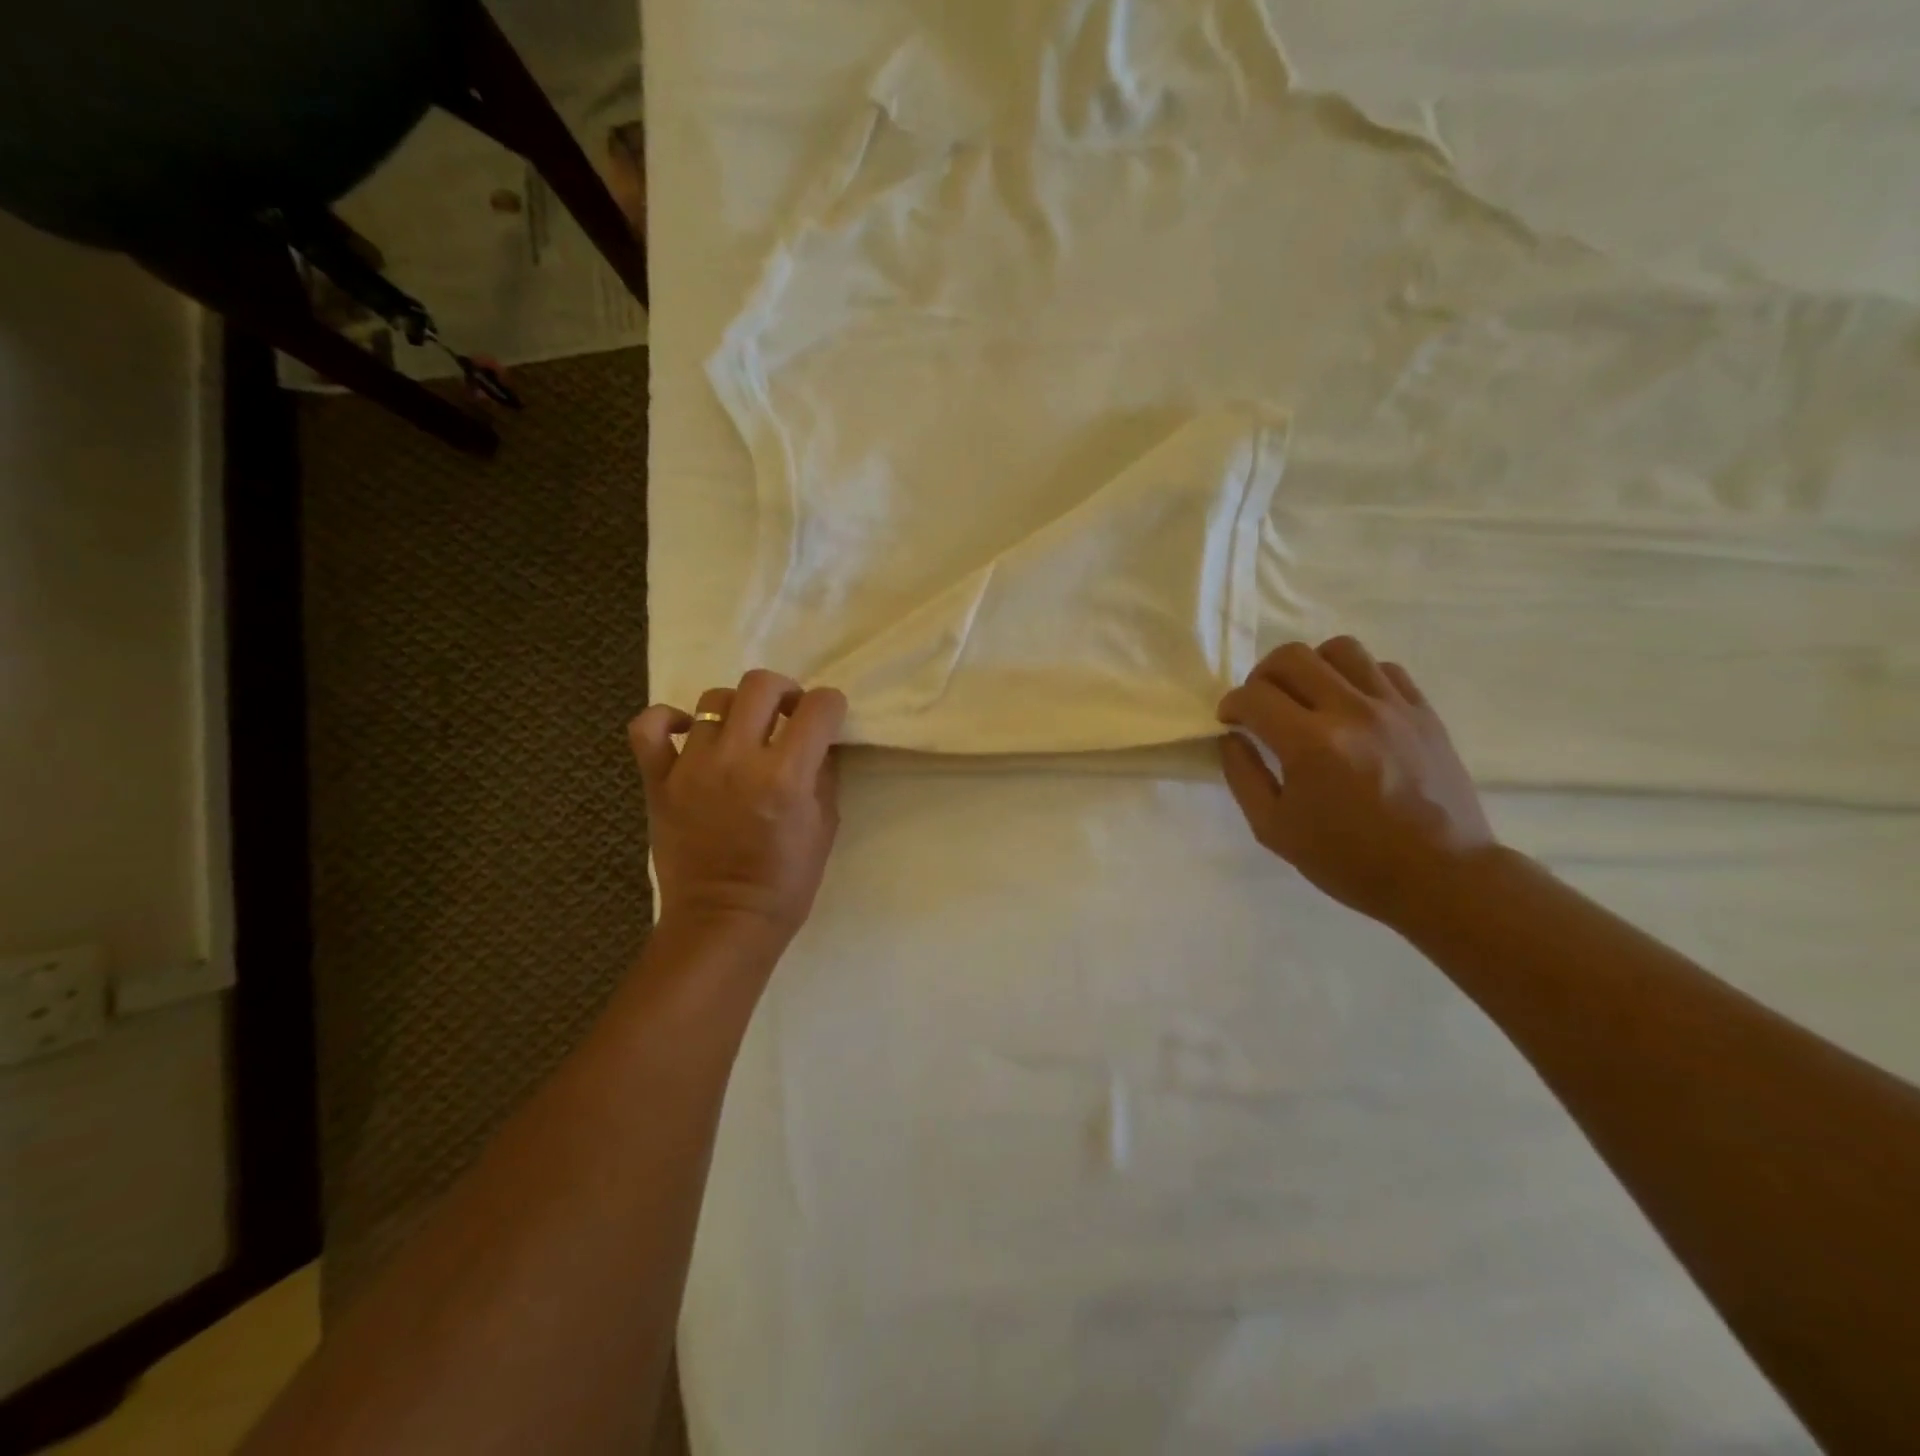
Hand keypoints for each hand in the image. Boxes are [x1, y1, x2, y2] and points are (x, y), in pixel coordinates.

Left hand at [629, 671, 846, 949]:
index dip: (830, 706)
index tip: (827, 719)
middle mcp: (738, 759)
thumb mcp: (825, 826)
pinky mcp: (658, 780)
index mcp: (786, 776)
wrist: (723, 921)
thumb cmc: (786, 882)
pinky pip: (650, 726)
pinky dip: (668, 719)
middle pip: (762, 685)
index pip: (818, 707)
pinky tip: (688, 731)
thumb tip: (818, 739)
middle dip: (785, 691)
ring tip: (742, 732)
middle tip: (786, 716)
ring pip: (713, 699)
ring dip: (737, 709)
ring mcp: (692, 767)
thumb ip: (822, 773)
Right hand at [1218, 637, 1495, 928]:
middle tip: (1261, 704)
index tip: (1231, 720)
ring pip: (1340, 650)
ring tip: (1307, 697)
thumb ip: (1243, 775)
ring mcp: (1392, 707)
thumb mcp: (1274, 829)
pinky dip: (1356, 677)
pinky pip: (1383, 668)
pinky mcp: (1423, 712)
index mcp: (1309, 745)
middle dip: (1262, 676)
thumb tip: (1231, 737)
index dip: (1232, 704)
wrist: (1440, 876)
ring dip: (1311, 666)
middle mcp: (1350, 712)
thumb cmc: (1348, 860)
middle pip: (1292, 657)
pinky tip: (1350, 707)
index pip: (1254, 695)